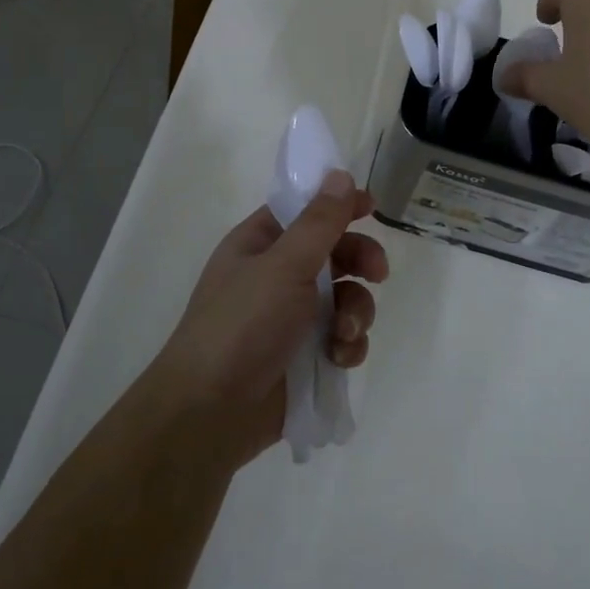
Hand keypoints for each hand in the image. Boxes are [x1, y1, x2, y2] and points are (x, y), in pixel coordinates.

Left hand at [152, 171, 386, 464]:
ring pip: (345, 298)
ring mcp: (292, 318)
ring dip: (356, 311)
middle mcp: (276, 275)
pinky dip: (348, 345)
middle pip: (334, 253)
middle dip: (360, 261)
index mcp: (260, 243)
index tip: (372, 206)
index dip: (338, 204)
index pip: (305, 210)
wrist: (210, 413)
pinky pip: (342, 337)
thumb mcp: (284, 264)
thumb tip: (340, 175)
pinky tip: (340, 357)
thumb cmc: (242, 324)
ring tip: (345, 332)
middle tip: (378, 273)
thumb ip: (319, 222)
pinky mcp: (306, 356)